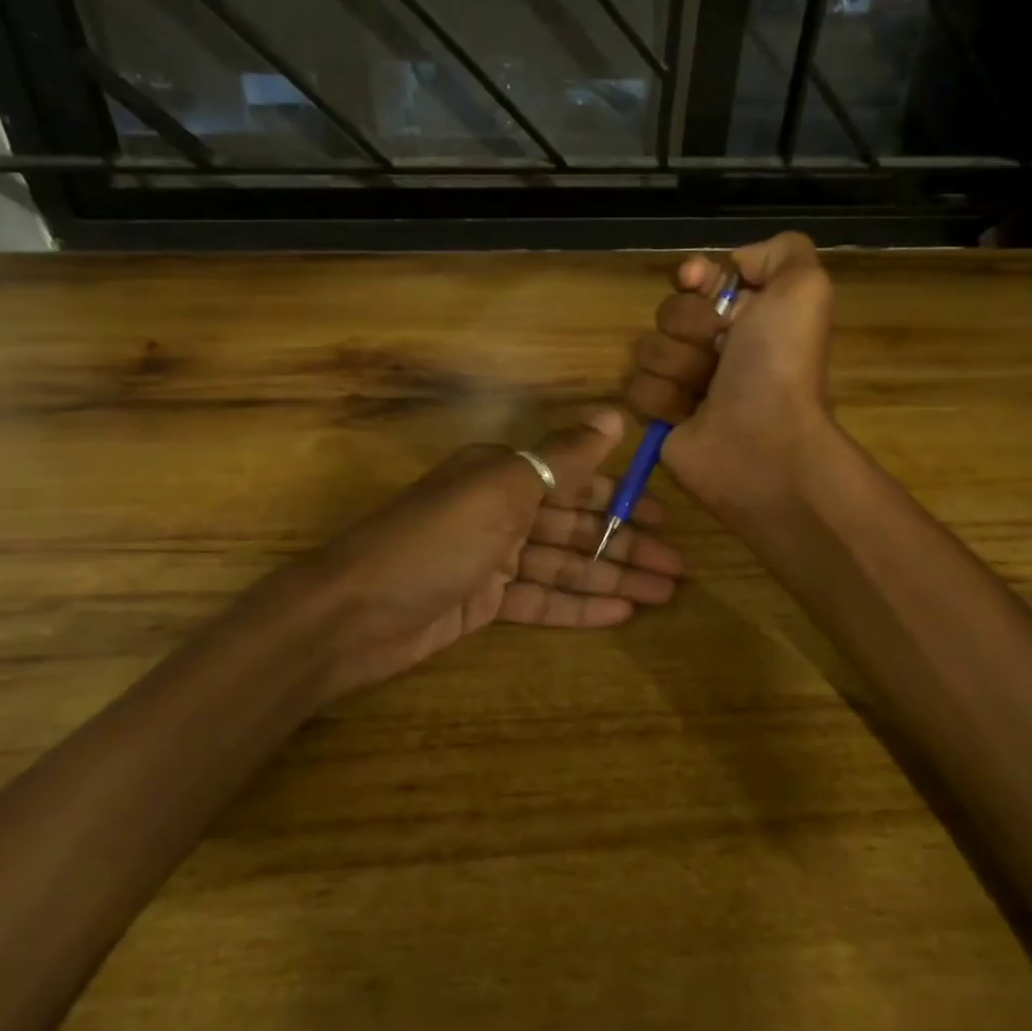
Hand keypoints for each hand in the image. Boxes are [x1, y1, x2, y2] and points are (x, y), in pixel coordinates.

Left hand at [294, 408, 682, 694]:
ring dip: (611, 579)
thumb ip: (563, 456)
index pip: (575, 483)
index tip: (665, 518)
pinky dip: (578, 606)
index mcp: (503, 474)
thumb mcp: (504, 487)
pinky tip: (620, 615)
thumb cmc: (435, 540)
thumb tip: (615, 415)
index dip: (622, 500)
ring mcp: (491, 560)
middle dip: (626, 547)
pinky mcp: (483, 604)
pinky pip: (541, 600)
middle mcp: (500, 511)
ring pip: (564, 567)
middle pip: (576, 529)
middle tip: (678, 570)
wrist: (353, 612)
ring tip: (663, 596)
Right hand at [623, 232, 835, 517]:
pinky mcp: (660, 417)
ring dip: (677, 366)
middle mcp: (715, 346)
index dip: (694, 276)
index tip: (697, 281)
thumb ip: (782, 251)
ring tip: (706, 391)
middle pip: (669, 312)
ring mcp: (684, 382)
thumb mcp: (805, 288)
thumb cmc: (780, 365)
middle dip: (691, 327)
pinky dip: (661, 399)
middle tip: (721, 352)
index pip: (698, 278)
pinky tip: (686, 415)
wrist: (762, 442)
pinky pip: (634, 389)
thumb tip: (734, 263)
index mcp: (747, 315)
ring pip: (647, 349)